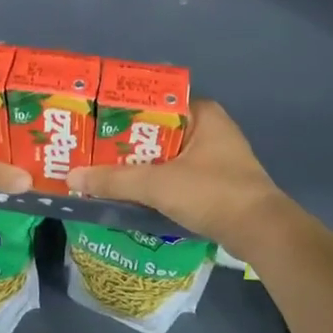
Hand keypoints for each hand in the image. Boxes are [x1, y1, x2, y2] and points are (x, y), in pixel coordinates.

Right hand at [67, 101, 290, 249]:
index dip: (124, 108)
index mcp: (203, 113)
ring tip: (101, 169)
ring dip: (140, 163)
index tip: (94, 118)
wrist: (261, 232)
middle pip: (158, 129)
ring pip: (167, 154)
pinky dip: (156, 181)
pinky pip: (177, 174)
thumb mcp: (158, 184)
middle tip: (89, 146)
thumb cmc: (212, 193)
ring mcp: (216, 157)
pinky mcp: (216, 183)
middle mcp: (211, 128)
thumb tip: (71, 176)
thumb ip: (114, 180)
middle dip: (126, 140)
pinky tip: (130, 191)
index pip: (156, 100)